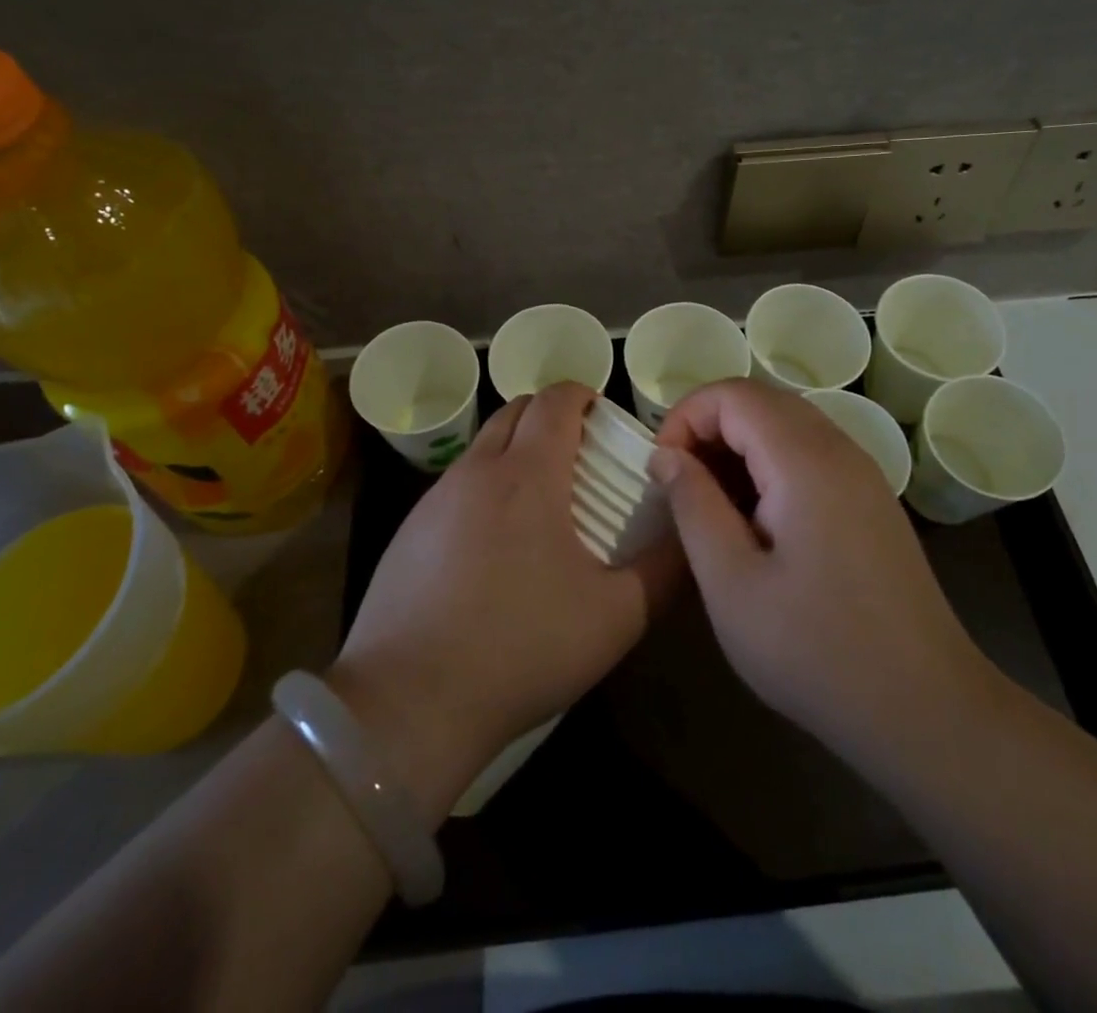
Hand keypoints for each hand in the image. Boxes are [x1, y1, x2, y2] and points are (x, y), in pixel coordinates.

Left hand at [332, 383, 679, 822]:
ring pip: (482, 447)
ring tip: (540, 504)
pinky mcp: (408, 531)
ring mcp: (435, 499)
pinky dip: (483, 489)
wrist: (410, 701)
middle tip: (579, 455)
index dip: (583, 395)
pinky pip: (455, 487)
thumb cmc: (522, 648)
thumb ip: (664, 569)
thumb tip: (688, 534)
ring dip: (514, 452)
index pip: (555, 399)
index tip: (603, 417)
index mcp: (528, 474)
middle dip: (549, 416)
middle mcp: (477, 470)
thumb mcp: (615, 616)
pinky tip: (493, 548)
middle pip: (515, 410)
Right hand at [652, 379, 991, 771]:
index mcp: (804, 460)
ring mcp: (862, 473)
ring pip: (785, 425)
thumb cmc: (816, 650)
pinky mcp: (870, 500)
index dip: (684, 417)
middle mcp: (839, 449)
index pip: (733, 394)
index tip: (660, 470)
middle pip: (760, 400)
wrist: (926, 709)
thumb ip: (693, 506)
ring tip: (708, 503)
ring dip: (737, 445)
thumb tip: (666, 455)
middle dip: (707, 427)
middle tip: (677, 484)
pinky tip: (754, 519)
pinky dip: (768, 464)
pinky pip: (809, 453)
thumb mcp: (731, 583)